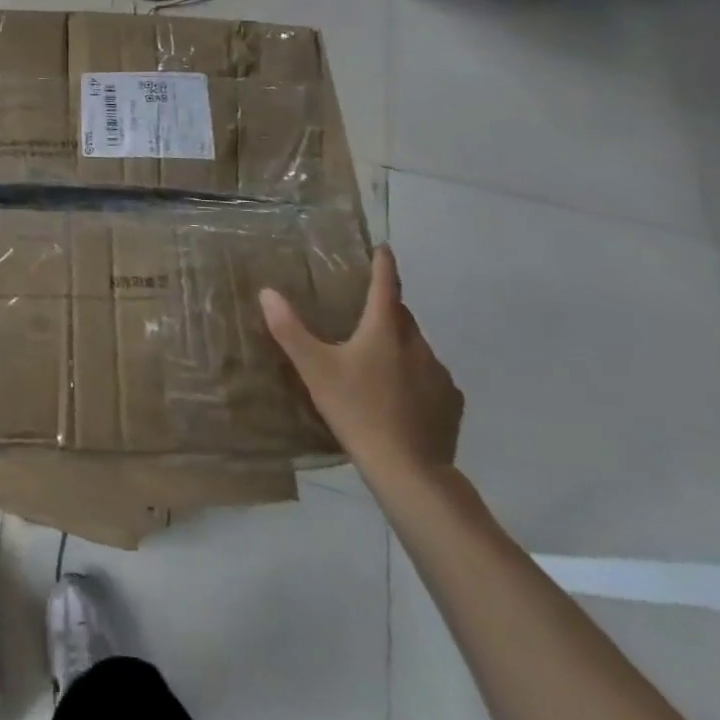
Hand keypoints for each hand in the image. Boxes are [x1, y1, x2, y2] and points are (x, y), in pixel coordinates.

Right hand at [260, 246, 462, 482]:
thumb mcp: (314, 369)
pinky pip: (431, 378)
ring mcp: (440, 375)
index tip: (383, 248)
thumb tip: (267, 292)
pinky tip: (400, 397)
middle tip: (364, 313)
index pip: (386, 285)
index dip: (383, 264)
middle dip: (386, 309)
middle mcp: (417, 344)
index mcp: (385, 330)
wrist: (409, 471)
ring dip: (400, 345)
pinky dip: (416, 377)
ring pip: (416, 347)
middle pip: (402, 316)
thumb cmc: (357, 410)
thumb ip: (290, 330)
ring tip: (377, 361)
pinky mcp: (451, 404)